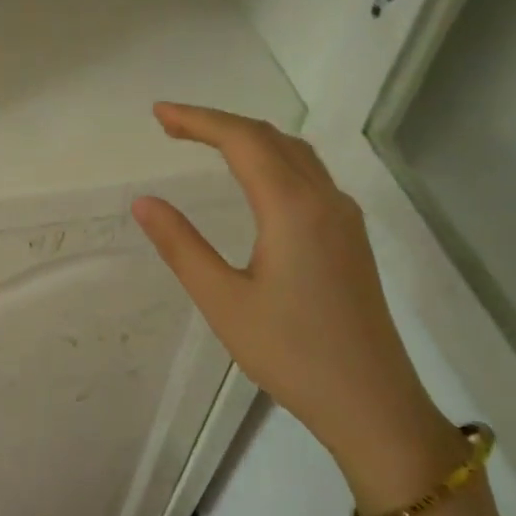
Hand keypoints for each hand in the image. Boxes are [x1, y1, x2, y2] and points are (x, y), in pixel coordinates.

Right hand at [131, 104, 448, 465]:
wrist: (371, 402)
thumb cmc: (290, 353)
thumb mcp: (223, 301)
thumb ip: (182, 246)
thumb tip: (144, 202)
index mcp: (293, 209)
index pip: (242, 142)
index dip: (198, 120)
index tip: (159, 114)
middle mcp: (325, 200)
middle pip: (271, 139)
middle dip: (219, 124)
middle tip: (171, 127)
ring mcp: (344, 219)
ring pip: (296, 155)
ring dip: (250, 139)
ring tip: (207, 143)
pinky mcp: (350, 239)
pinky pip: (310, 177)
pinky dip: (273, 161)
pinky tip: (256, 181)